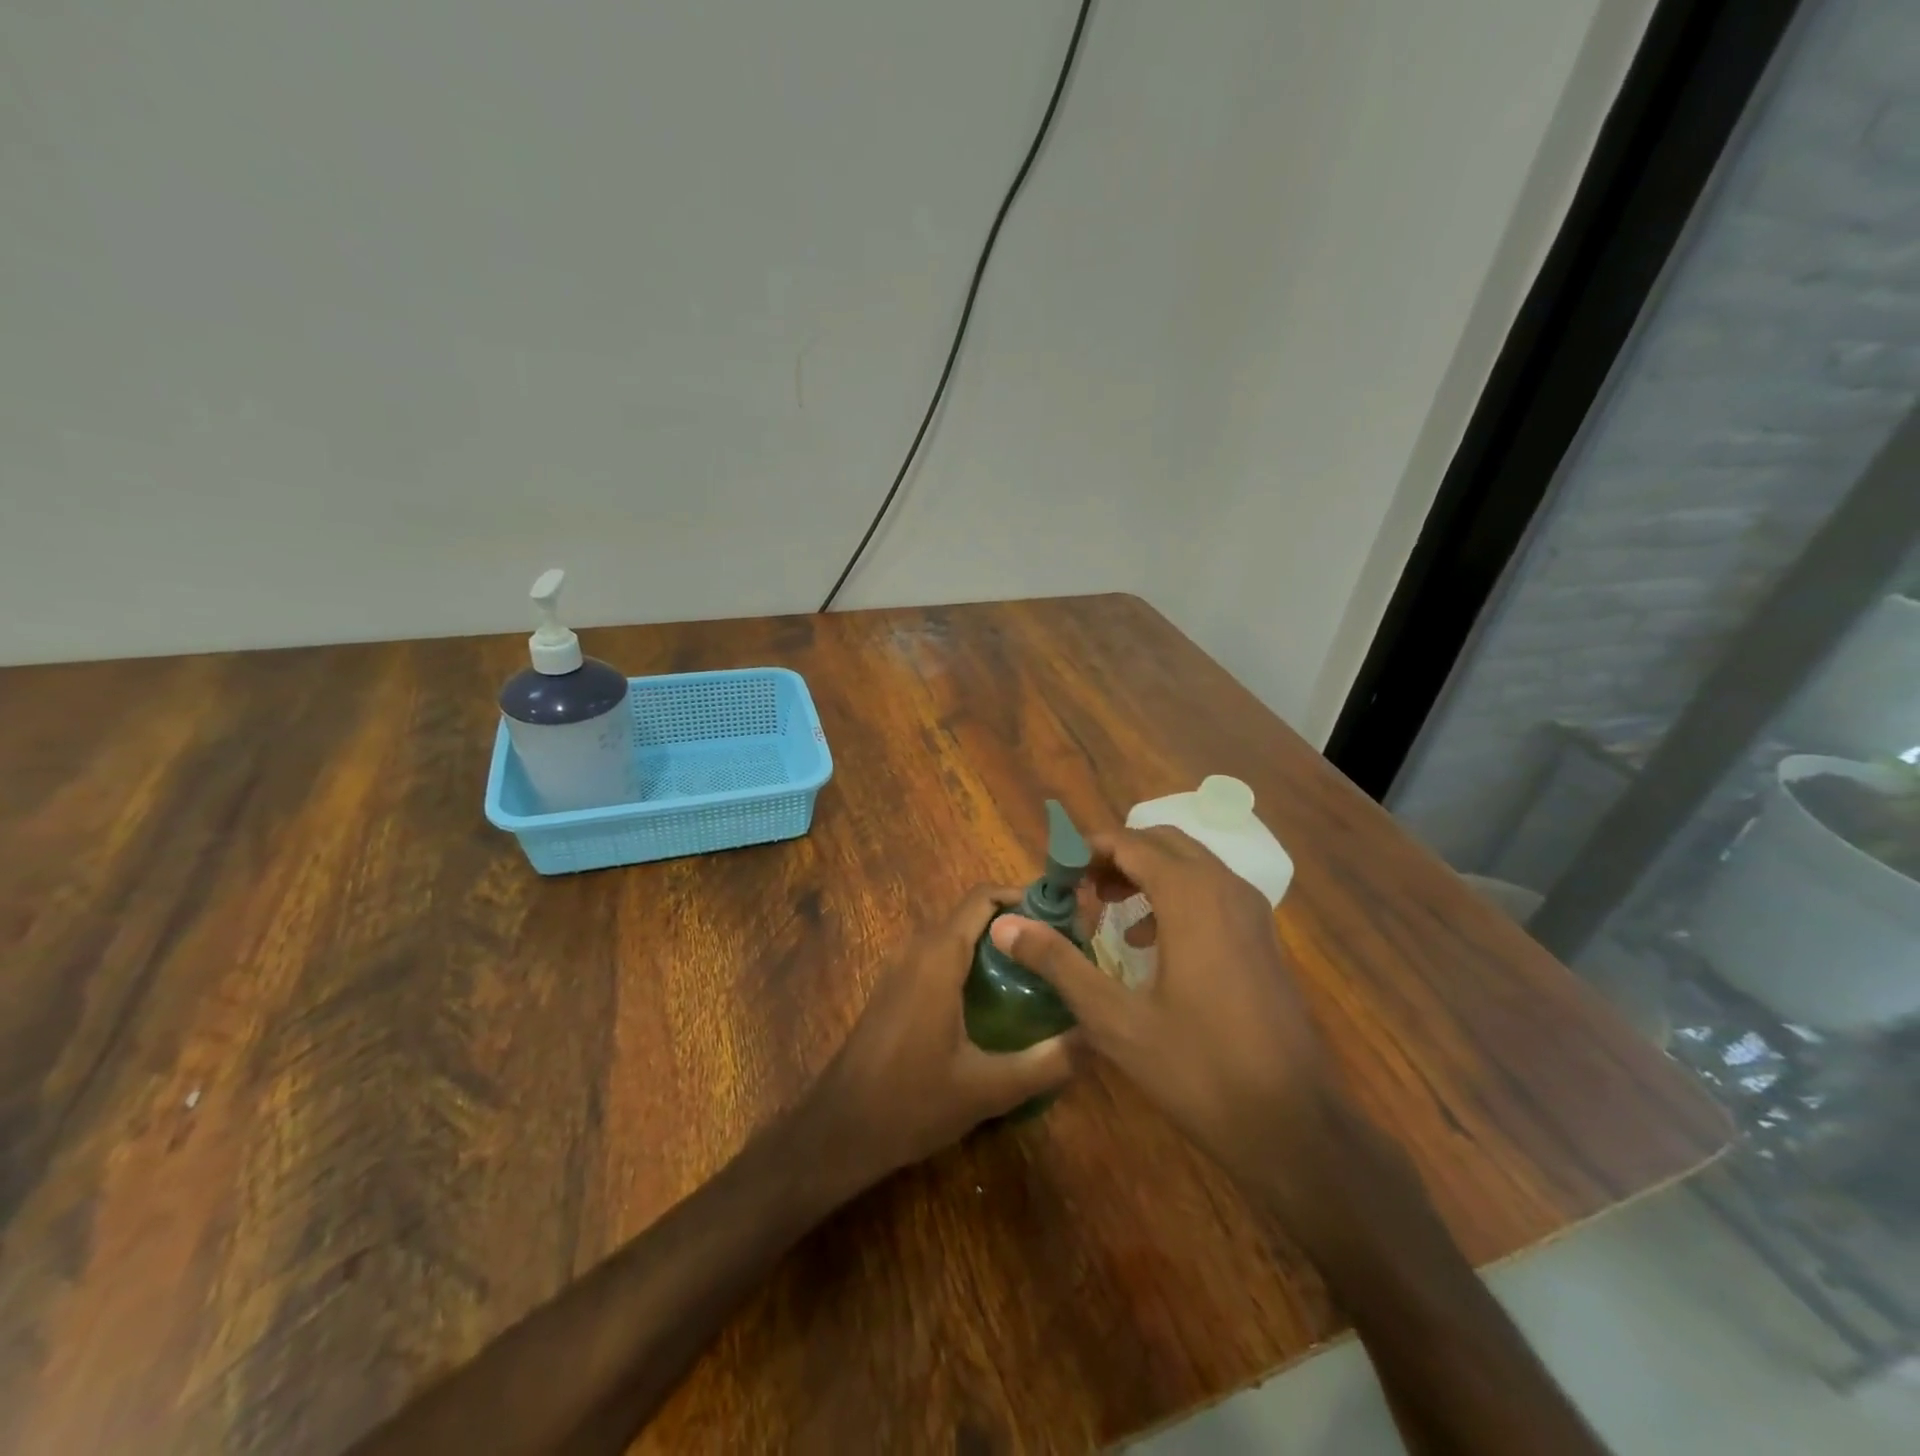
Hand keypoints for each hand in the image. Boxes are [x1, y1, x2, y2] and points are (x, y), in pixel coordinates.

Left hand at [804, 886, 1076, 1191]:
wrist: (838, 1130)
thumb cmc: (911, 1102)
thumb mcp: (988, 1088)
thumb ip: (1046, 1062)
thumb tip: (1097, 1038)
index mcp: (939, 956)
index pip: (983, 898)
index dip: (1024, 897)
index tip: (1063, 918)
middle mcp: (918, 949)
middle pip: (973, 914)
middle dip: (1017, 924)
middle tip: (1062, 950)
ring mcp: (901, 968)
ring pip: (957, 936)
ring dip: (996, 945)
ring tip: (1040, 974)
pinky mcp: (895, 989)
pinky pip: (941, 957)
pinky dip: (973, 963)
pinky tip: (999, 1002)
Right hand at [989, 827, 1328, 1183]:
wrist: (1294, 1124)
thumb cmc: (1199, 1068)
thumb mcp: (1115, 1019)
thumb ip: (1059, 964)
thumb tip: (1005, 925)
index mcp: (1190, 896)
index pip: (1128, 843)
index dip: (1084, 850)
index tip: (1052, 874)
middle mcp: (1225, 888)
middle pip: (1161, 843)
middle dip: (1115, 856)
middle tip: (1077, 887)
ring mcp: (1251, 911)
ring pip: (1189, 864)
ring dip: (1145, 873)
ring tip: (1106, 908)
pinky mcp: (1261, 936)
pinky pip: (1211, 890)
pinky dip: (1174, 895)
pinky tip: (1149, 943)